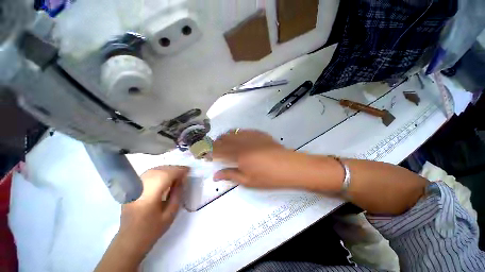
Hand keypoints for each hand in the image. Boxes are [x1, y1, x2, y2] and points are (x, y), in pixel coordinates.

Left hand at [96, 166, 188, 271]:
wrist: (130, 240)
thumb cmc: (152, 230)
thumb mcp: (170, 214)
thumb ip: (177, 194)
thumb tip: (182, 180)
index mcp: (149, 196)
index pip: (166, 175)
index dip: (179, 170)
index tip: (189, 170)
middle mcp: (140, 187)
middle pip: (160, 170)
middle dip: (174, 169)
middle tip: (184, 172)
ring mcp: (133, 187)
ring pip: (154, 170)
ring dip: (167, 169)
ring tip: (177, 174)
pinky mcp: (131, 188)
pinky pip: (148, 174)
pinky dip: (159, 172)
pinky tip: (165, 176)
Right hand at [212, 130, 303, 188]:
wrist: (289, 166)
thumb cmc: (268, 177)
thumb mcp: (248, 181)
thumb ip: (230, 175)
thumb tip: (215, 175)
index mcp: (238, 155)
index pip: (218, 151)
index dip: (209, 152)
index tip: (203, 154)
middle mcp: (242, 143)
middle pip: (224, 140)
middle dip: (214, 143)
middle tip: (211, 148)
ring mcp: (251, 136)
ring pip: (232, 133)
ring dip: (224, 137)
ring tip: (221, 141)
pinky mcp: (259, 134)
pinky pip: (243, 130)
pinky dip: (236, 133)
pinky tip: (236, 136)